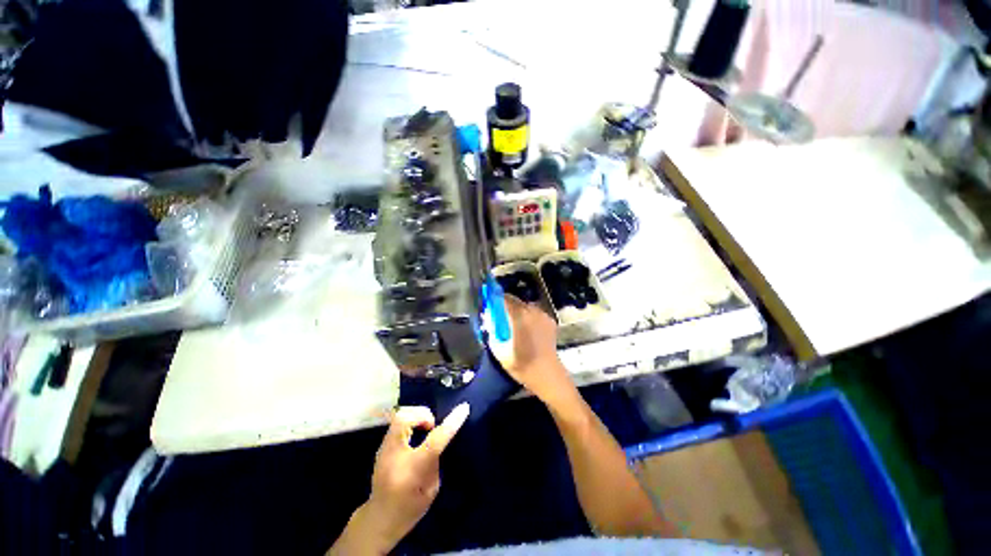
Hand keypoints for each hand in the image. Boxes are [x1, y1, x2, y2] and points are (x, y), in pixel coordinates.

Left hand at [336, 404, 468, 554]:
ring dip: (417, 415)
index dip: (451, 423)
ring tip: (425, 427)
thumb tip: (441, 436)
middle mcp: (394, 455)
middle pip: (406, 418)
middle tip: (433, 426)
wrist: (379, 518)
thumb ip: (436, 459)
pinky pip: (397, 422)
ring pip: (399, 416)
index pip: (434, 441)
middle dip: (424, 414)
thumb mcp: (432, 488)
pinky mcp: (382, 445)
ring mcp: (384, 448)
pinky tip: (415, 433)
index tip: (464, 408)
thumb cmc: (410, 508)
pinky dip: (410, 421)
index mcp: (412, 471)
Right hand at [489, 295, 573, 402]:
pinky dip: (529, 318)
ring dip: (518, 312)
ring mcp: (543, 314)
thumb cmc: (522, 364)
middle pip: (515, 301)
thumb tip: (490, 319)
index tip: (490, 307)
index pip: (504, 298)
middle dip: (506, 307)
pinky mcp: (550, 320)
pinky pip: (535, 313)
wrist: (548, 374)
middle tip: (502, 321)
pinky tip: (529, 332)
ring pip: (525, 306)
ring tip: (516, 328)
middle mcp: (532, 310)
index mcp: (519, 316)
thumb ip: (492, 331)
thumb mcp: (499, 350)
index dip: (495, 299)